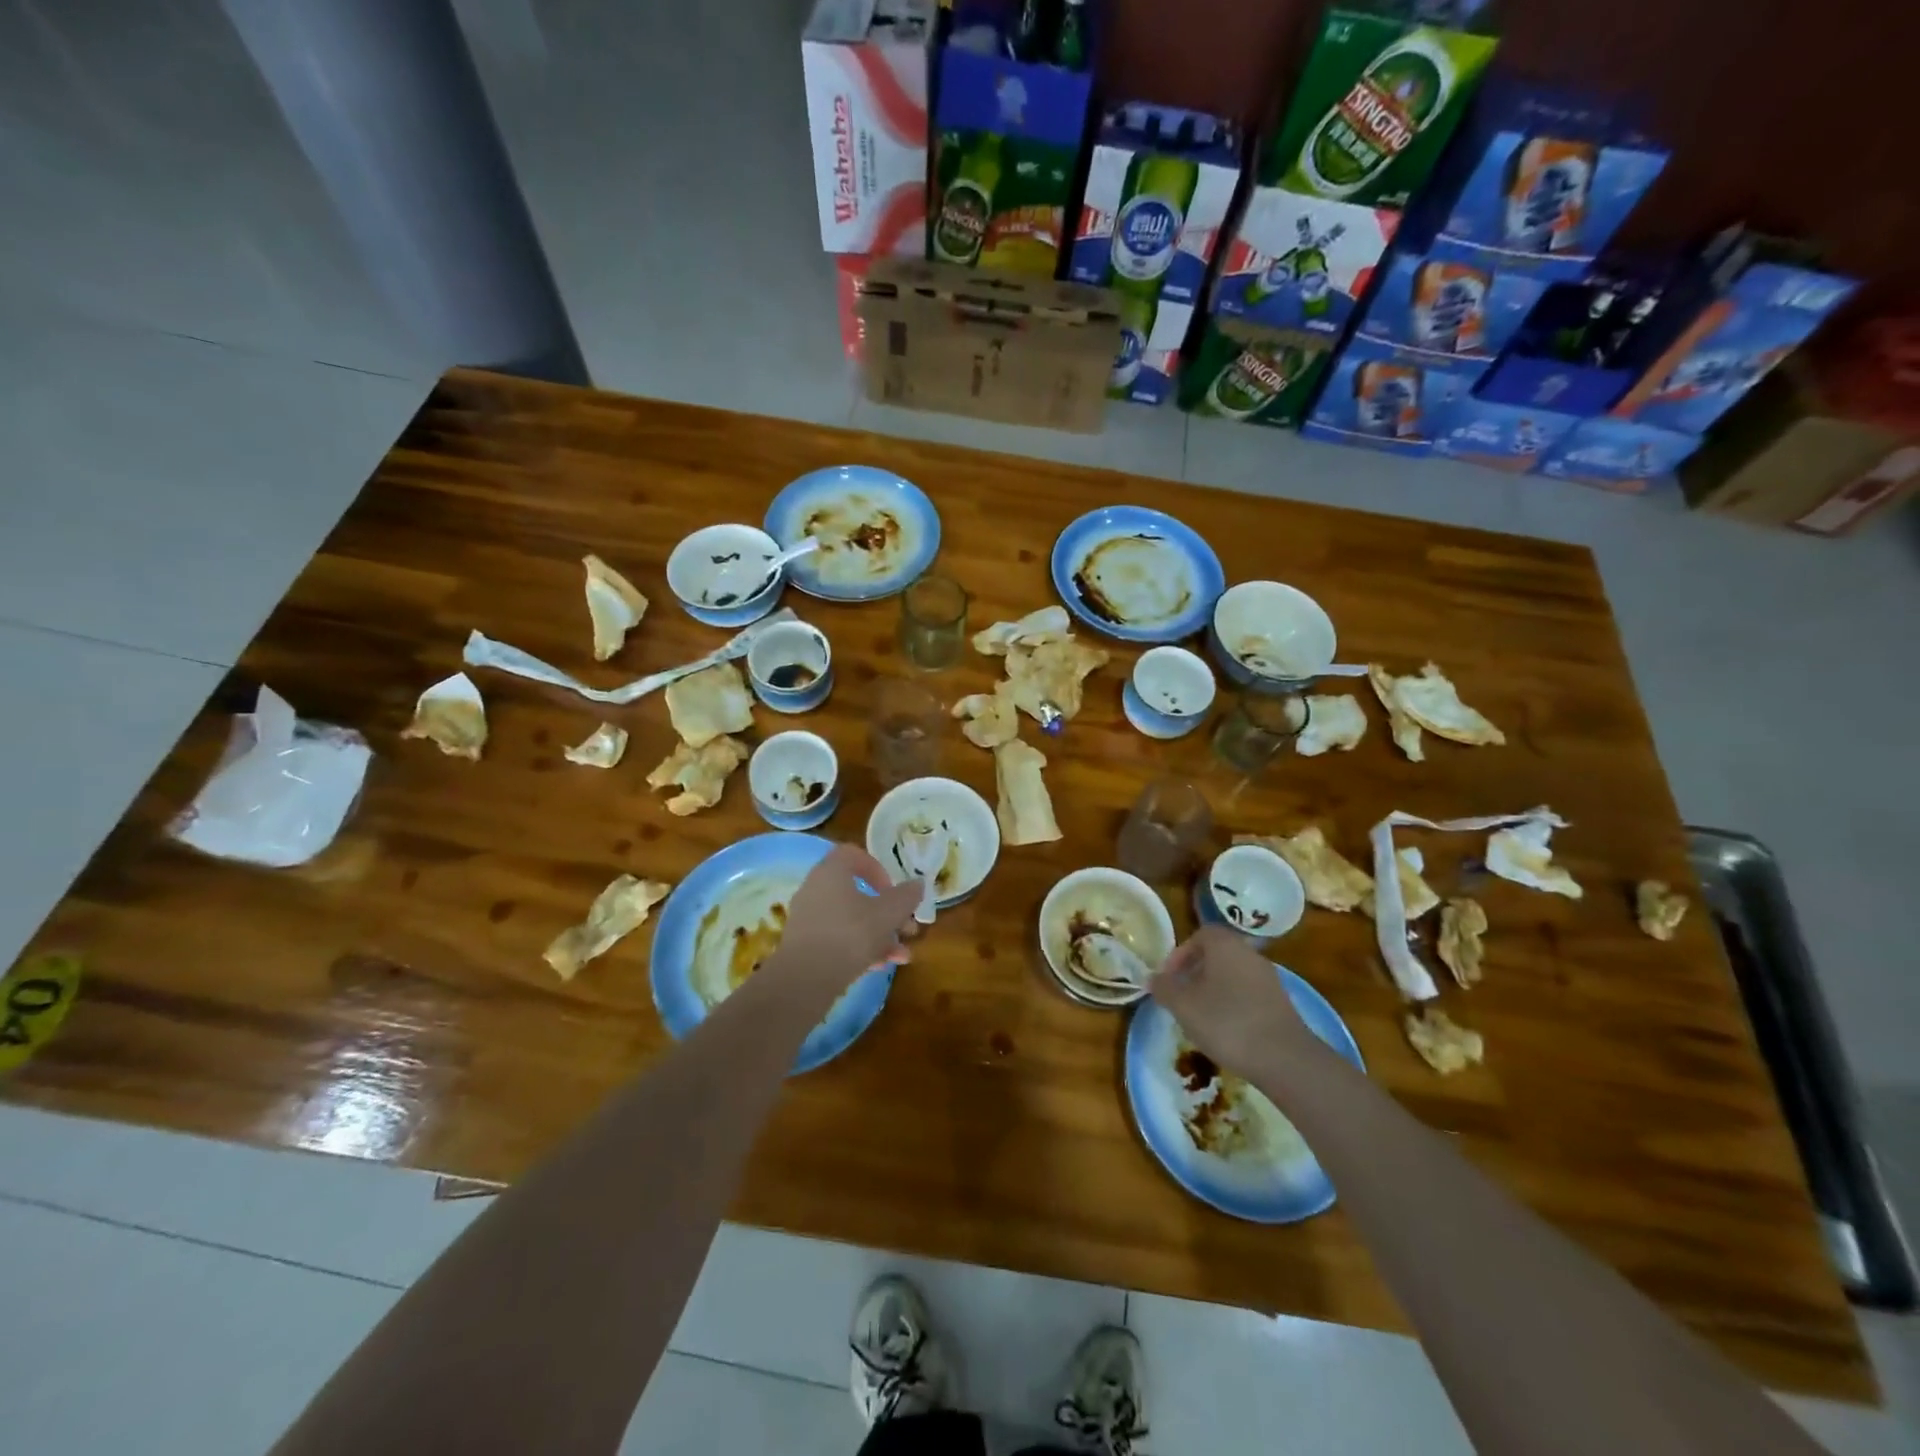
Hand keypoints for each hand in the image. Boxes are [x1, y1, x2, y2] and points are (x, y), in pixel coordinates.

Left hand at [772, 845, 922, 992]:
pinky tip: (880, 967)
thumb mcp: (889, 913)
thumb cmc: (850, 933)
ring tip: (901, 956)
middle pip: (857, 893)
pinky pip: (838, 939)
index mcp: (831, 871)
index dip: (878, 869)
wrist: (805, 979)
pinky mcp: (805, 945)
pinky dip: (860, 949)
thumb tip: (917, 884)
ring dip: (880, 935)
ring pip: (851, 920)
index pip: (853, 855)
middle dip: (888, 912)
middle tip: (908, 929)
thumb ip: (906, 896)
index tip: (893, 890)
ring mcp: (808, 918)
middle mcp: (815, 889)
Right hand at [1149, 926, 1310, 1076]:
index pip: (1200, 935)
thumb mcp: (1183, 1006)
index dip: (1180, 954)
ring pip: (1232, 974)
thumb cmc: (1226, 1022)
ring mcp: (1269, 978)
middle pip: (1217, 954)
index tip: (1169, 978)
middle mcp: (1249, 953)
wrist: (1285, 1058)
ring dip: (1213, 990)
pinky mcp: (1280, 1002)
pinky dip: (1232, 1004)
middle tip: (1181, 997)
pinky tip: (1226, 1029)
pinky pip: (1248, 993)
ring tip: (1200, 1017)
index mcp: (1225, 945)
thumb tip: (1154, 978)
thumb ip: (1165, 988)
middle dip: (1195, 973)